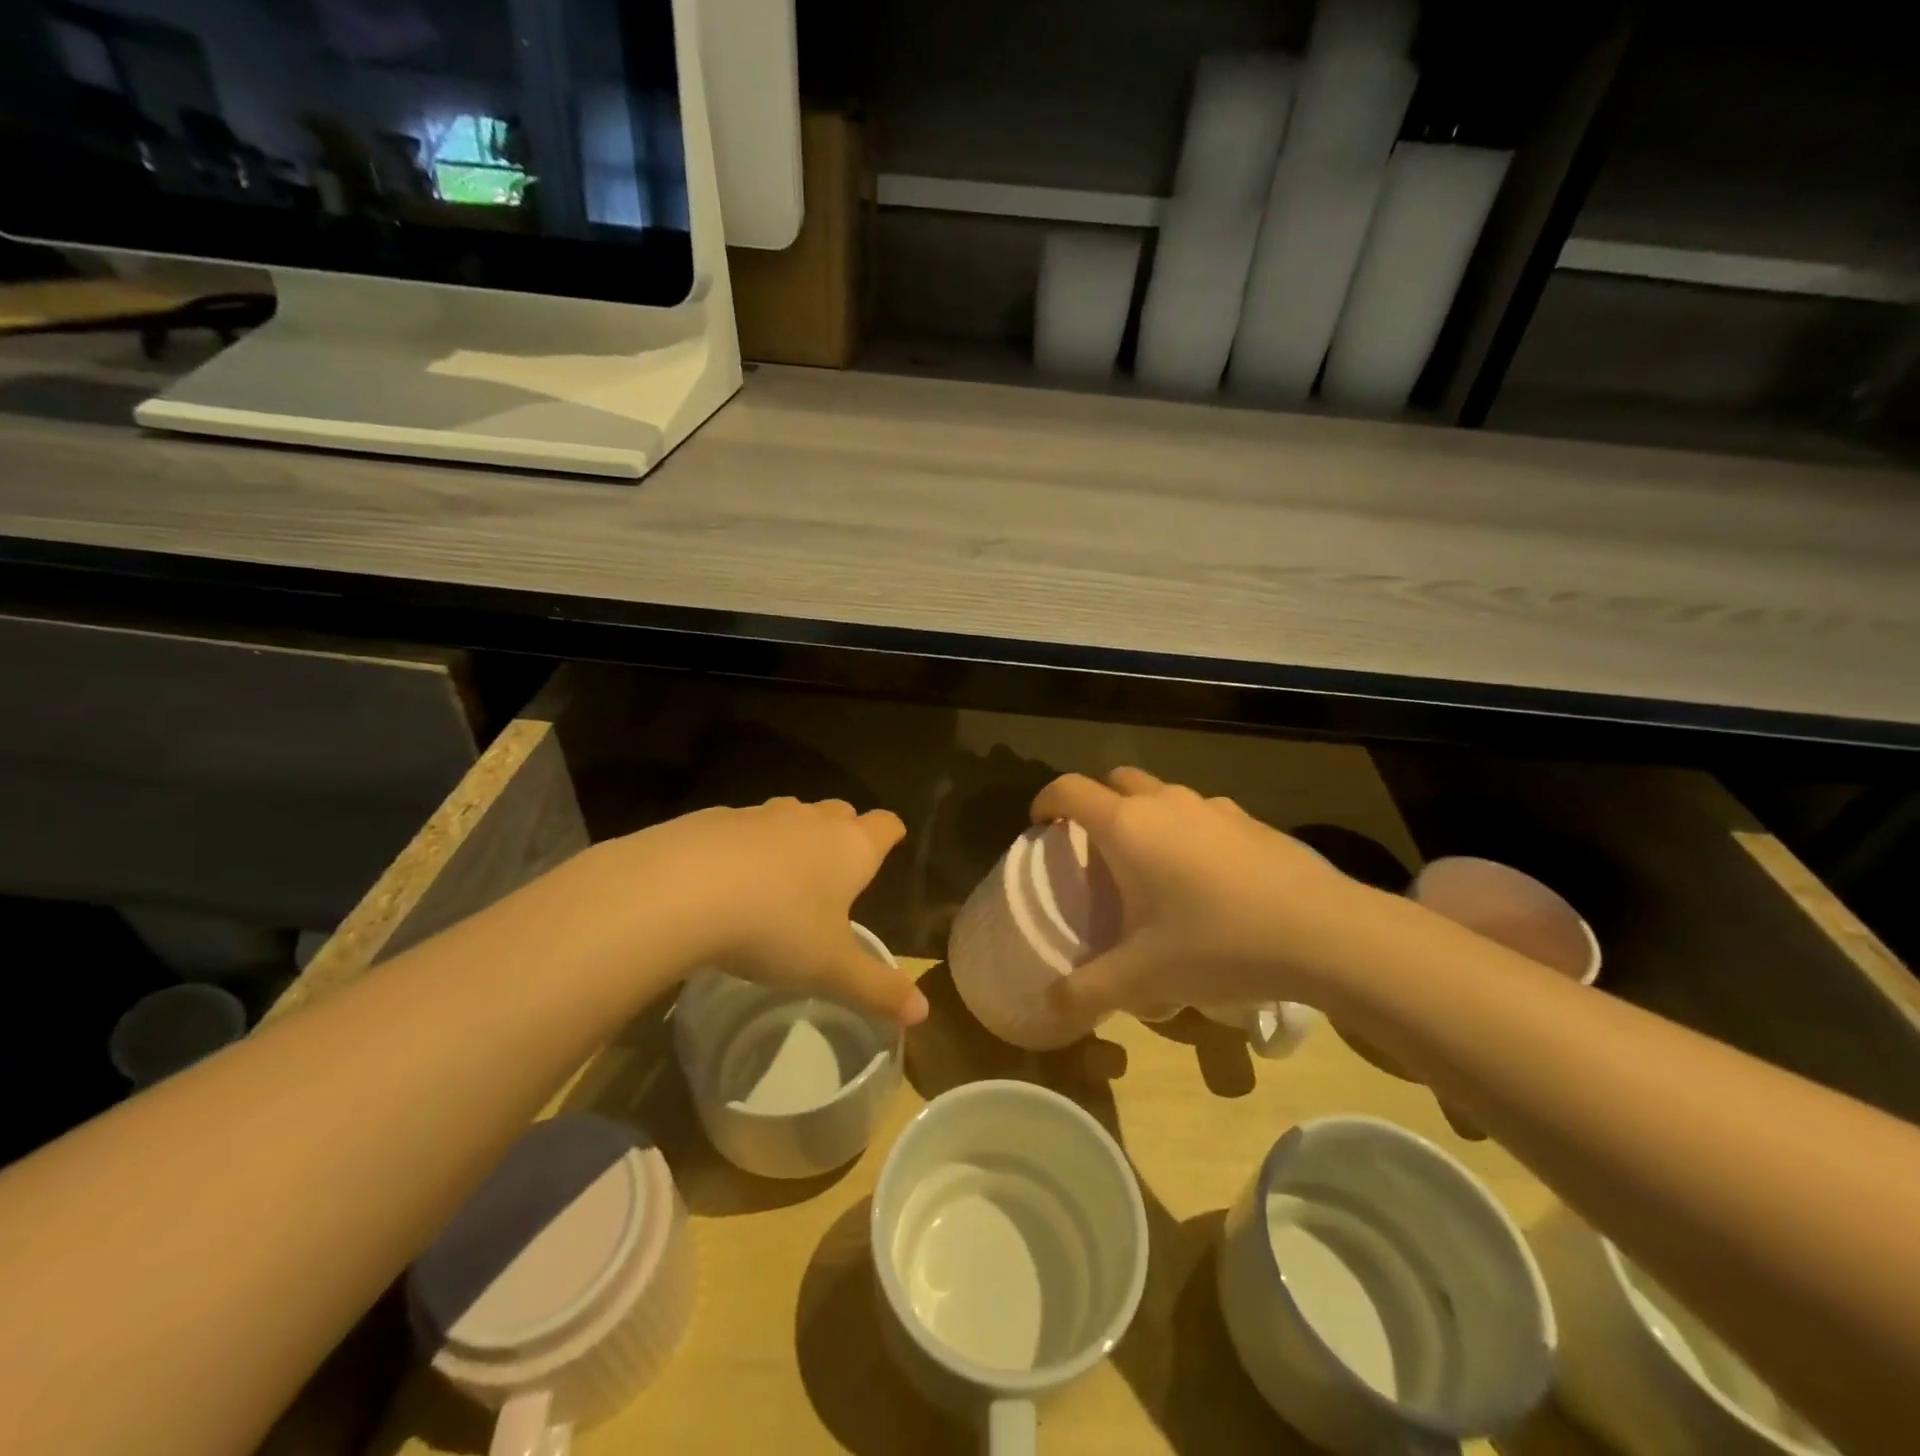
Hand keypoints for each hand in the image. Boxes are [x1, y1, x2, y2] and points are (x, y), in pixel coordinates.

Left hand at [601, 797, 926, 1025]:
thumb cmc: (775, 928)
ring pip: (790, 815)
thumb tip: (922, 1014)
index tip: (890, 844)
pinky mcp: (714, 818)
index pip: (885, 825)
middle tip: (834, 870)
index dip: (890, 835)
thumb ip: (877, 989)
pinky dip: (743, 845)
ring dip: (792, 837)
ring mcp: (761, 815)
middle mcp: (811, 821)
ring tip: (779, 876)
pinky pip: (741, 827)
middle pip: (840, 812)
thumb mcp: (830, 969)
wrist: (680, 890)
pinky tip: (725, 878)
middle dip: (842, 833)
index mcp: (850, 848)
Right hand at [1031, 767, 1374, 1021]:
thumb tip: (1049, 1005)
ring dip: (1144, 816)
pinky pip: (1202, 814)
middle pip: (1115, 781)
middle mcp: (1165, 802)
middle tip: (1096, 850)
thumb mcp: (1143, 977)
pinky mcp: (1251, 820)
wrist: (1325, 933)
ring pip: (1162, 794)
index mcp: (1127, 826)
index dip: (1046, 802)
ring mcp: (1213, 806)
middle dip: (1096, 803)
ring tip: (1152, 867)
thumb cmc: (1217, 943)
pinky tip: (1207, 880)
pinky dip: (1188, 831)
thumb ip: (1087, 990)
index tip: (1040, 827)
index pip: (1068, 789)